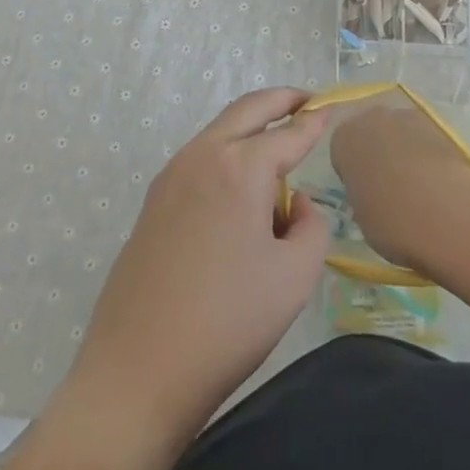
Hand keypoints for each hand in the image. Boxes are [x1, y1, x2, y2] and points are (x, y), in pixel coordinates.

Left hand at [63, 88, 330, 441]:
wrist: (138, 369)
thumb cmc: (227, 323)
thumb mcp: (294, 278)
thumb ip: (312, 226)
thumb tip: (298, 203)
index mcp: (241, 167)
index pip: (289, 134)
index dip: (314, 122)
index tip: (331, 108)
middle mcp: (203, 155)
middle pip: (248, 109)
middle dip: (281, 100)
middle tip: (306, 101)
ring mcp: (172, 175)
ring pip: (220, 131)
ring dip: (251, 127)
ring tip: (278, 150)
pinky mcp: (154, 200)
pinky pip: (200, 158)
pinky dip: (227, 152)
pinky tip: (240, 188)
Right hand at [330, 104, 469, 270]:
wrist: (445, 210)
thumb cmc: (391, 219)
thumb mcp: (362, 217)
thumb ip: (362, 196)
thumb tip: (374, 195)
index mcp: (344, 139)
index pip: (341, 150)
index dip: (352, 172)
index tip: (364, 193)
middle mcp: (372, 118)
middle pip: (370, 133)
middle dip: (377, 154)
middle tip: (389, 189)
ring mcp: (407, 117)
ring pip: (399, 133)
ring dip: (404, 152)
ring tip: (418, 189)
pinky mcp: (439, 125)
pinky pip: (424, 140)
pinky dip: (428, 156)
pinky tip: (437, 184)